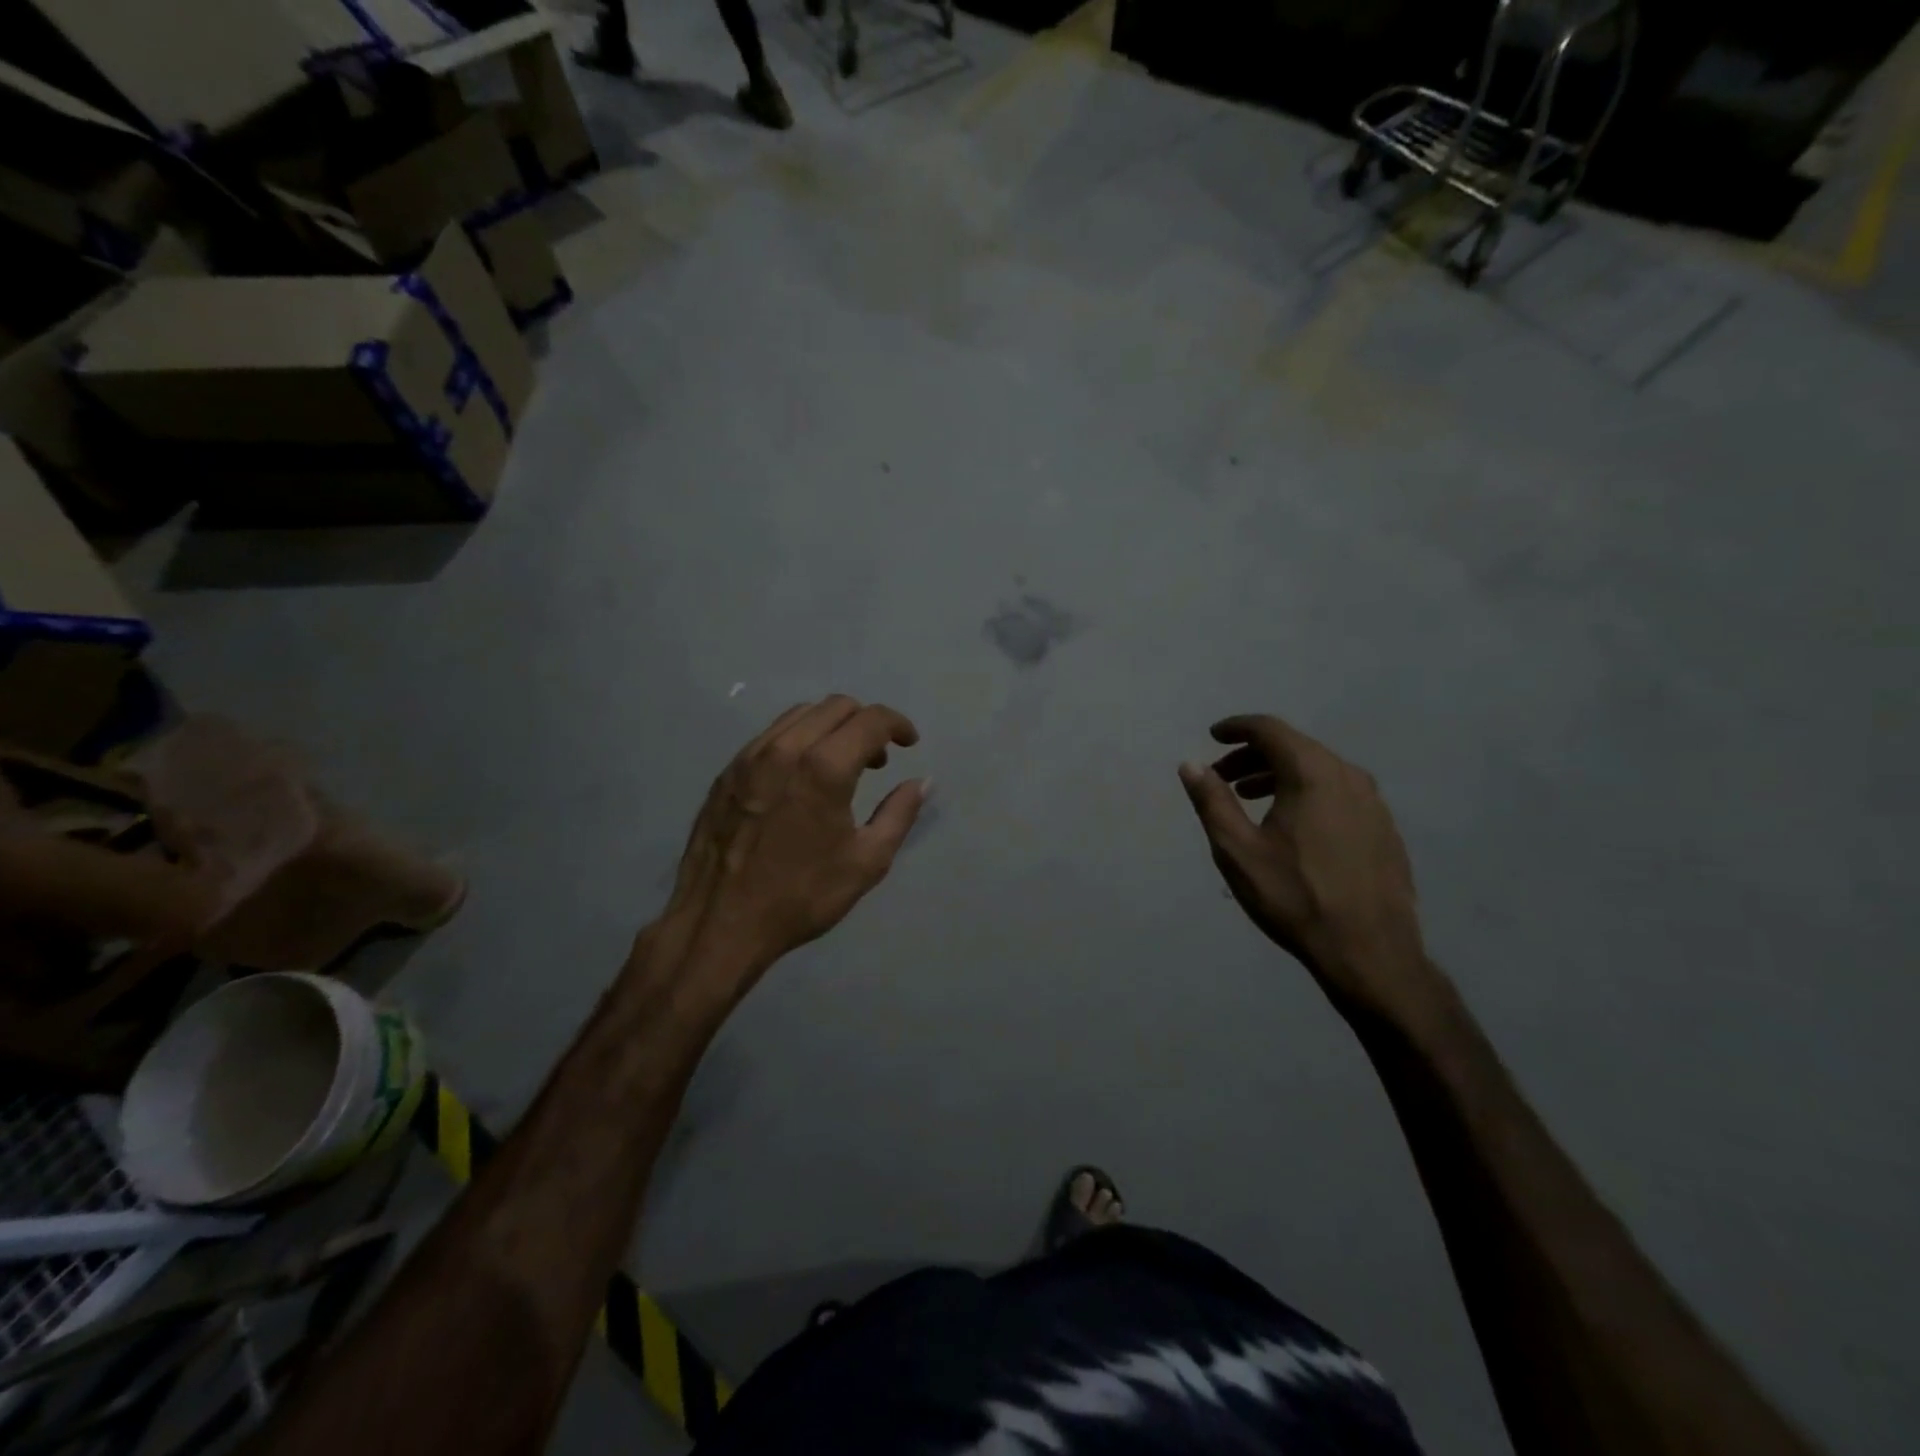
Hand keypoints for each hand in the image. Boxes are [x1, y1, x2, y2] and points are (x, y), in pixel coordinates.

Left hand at [663, 696, 927, 979]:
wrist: (719, 923)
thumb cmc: (800, 896)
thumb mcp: (866, 863)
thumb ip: (899, 814)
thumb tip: (922, 782)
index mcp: (824, 768)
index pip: (871, 720)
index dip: (898, 725)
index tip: (910, 743)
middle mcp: (785, 749)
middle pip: (836, 706)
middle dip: (866, 723)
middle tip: (877, 761)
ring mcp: (750, 757)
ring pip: (801, 715)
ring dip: (831, 727)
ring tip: (840, 766)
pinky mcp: (727, 771)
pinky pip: (771, 735)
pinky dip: (798, 740)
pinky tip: (801, 778)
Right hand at [1179, 714, 1433, 1019]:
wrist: (1370, 951)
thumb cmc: (1295, 897)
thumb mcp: (1237, 850)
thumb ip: (1212, 801)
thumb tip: (1191, 765)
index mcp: (1312, 774)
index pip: (1270, 730)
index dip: (1237, 728)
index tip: (1213, 735)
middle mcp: (1349, 776)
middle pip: (1295, 747)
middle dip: (1254, 755)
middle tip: (1223, 776)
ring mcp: (1373, 803)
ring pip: (1319, 770)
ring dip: (1279, 774)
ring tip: (1250, 798)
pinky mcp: (1384, 828)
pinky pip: (1338, 792)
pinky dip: (1307, 793)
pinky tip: (1292, 824)